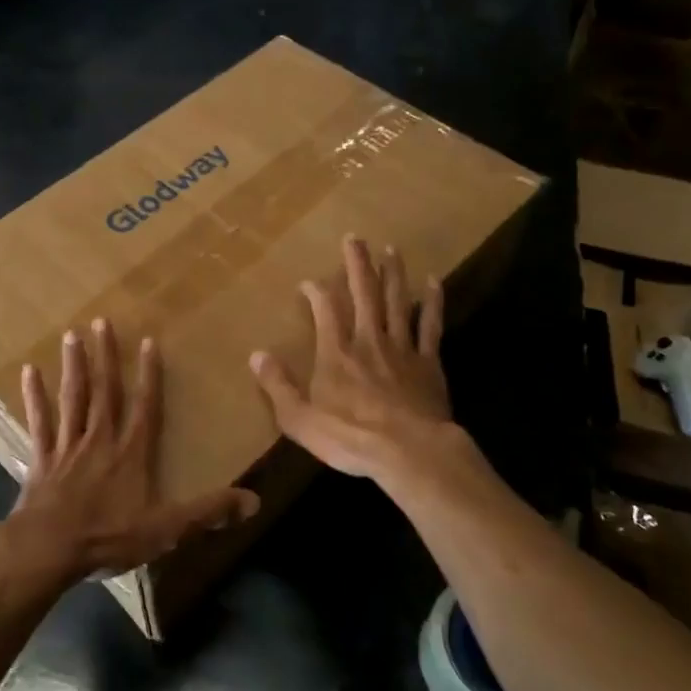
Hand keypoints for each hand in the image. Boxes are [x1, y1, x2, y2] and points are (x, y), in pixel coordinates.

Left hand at [9, 319, 258, 581]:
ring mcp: (68, 446)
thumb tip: (253, 501)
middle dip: (105, 357)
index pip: (145, 407)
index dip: (149, 375)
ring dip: (74, 366)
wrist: (49, 548)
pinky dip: (35, 397)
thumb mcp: (166, 529)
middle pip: (105, 392)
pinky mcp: (42, 459)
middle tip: (101, 322)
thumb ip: (207, 512)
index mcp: (130, 453)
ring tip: (71, 335)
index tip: (147, 341)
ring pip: (73, 398)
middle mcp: (100, 440)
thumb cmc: (108, 536)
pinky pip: (39, 422)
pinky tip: (29, 372)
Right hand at [250, 236, 458, 481]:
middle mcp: (368, 341)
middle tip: (356, 238)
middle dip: (358, 265)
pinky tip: (434, 282)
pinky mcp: (428, 363)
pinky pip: (431, 326)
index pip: (325, 311)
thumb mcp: (299, 418)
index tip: (308, 282)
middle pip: (363, 294)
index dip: (316, 292)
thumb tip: (255, 355)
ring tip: (392, 249)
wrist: (409, 452)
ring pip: (397, 302)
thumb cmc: (349, 438)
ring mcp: (402, 349)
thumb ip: (277, 385)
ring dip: (393, 274)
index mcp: (336, 353)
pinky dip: (432, 303)